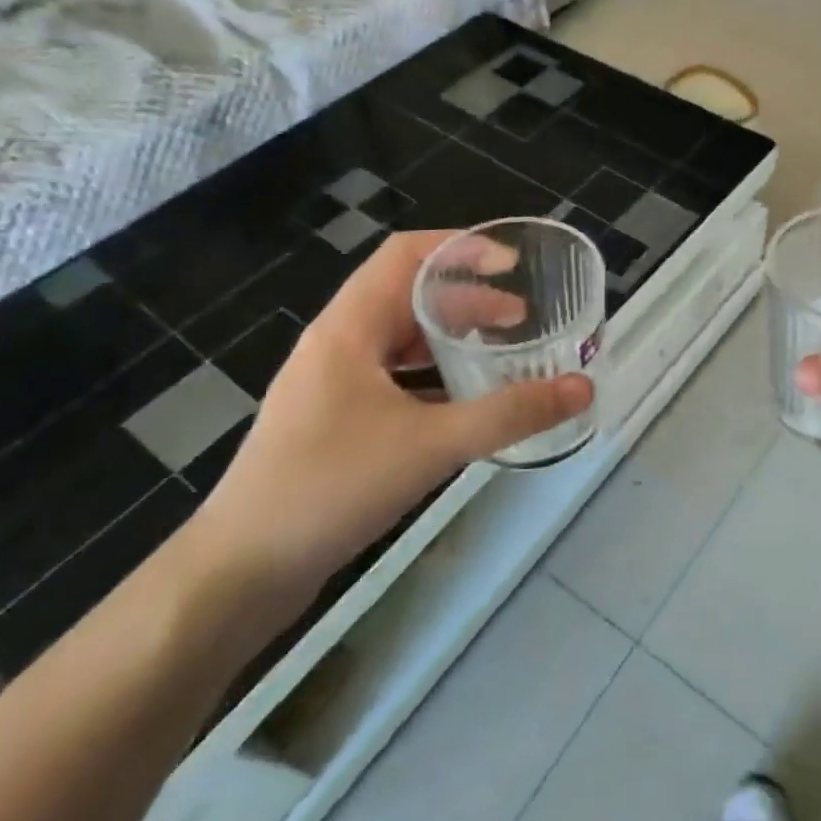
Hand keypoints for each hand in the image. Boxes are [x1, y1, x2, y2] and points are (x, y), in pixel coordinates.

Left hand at [188, 231, 593, 606]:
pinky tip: (463, 405)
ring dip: (451, 338)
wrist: (238, 572)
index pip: (405, 255)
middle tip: (521, 320)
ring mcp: (331, 385)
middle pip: (407, 296)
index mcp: (349, 328)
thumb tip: (582, 388)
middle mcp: (337, 345)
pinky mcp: (332, 422)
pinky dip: (433, 377)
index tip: (513, 264)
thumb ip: (510, 415)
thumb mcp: (431, 445)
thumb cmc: (329, 488)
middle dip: (468, 299)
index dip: (461, 248)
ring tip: (500, 355)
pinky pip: (392, 378)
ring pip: (400, 340)